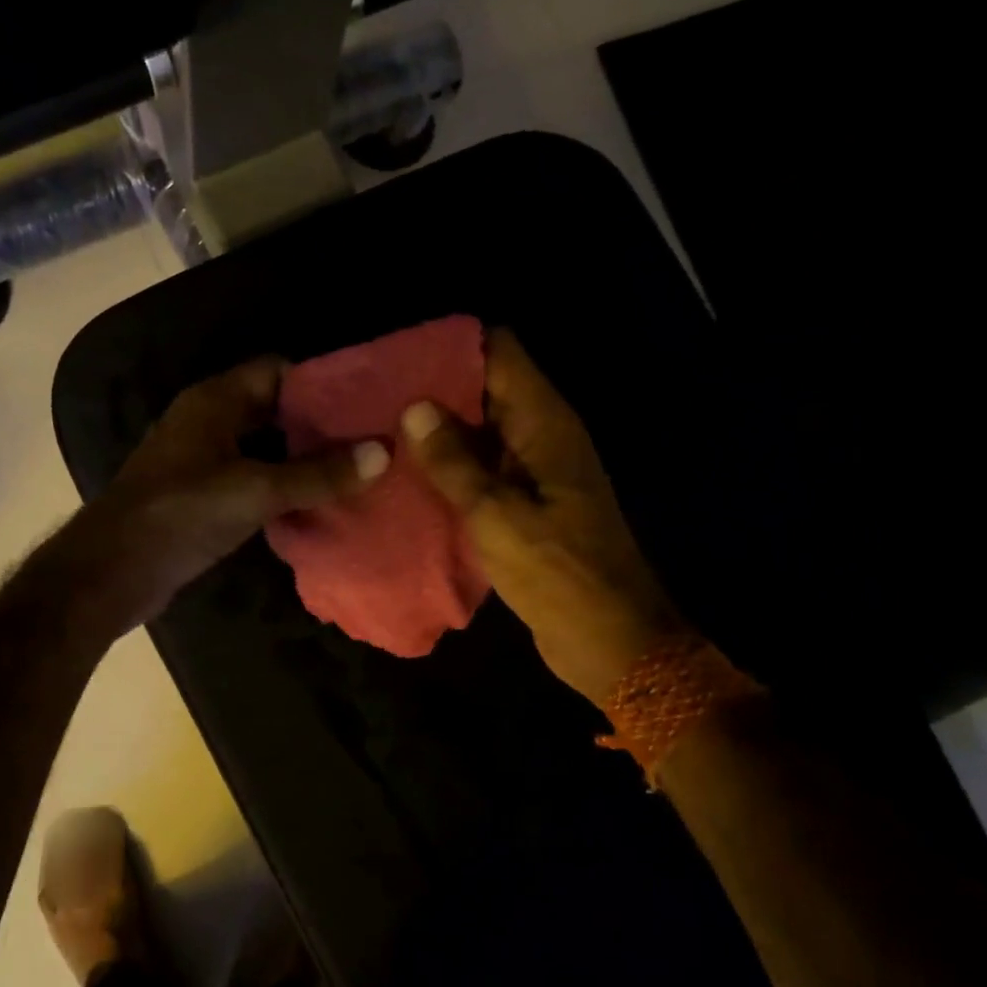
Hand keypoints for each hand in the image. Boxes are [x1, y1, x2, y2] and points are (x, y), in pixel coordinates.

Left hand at [62, 357, 388, 634]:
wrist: (112, 572)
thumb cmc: (181, 514)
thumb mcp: (255, 490)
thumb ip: (317, 474)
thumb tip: (381, 453)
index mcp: (215, 400)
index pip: (278, 370)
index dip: (322, 381)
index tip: (367, 402)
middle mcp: (208, 421)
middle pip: (274, 409)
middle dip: (319, 424)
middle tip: (370, 440)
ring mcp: (202, 459)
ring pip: (265, 447)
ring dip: (304, 458)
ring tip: (356, 471)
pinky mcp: (202, 496)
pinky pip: (253, 479)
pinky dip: (283, 486)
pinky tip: (318, 504)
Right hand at [401, 329, 683, 704]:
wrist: (610, 640)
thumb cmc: (558, 573)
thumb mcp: (497, 516)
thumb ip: (454, 462)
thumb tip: (415, 407)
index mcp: (545, 423)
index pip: (501, 352)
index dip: (453, 346)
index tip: (400, 356)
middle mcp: (542, 435)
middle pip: (487, 387)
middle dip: (436, 387)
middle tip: (375, 395)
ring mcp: (536, 470)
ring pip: (482, 430)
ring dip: (440, 430)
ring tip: (381, 430)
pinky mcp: (527, 503)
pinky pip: (484, 468)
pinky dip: (452, 466)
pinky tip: (409, 474)